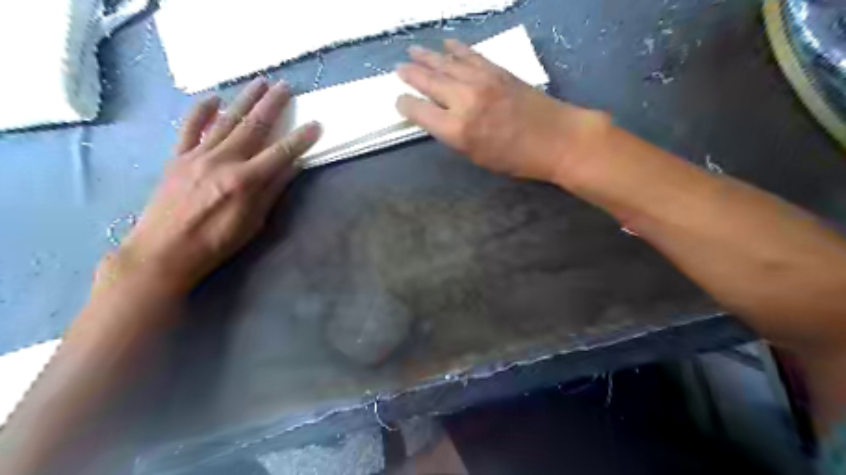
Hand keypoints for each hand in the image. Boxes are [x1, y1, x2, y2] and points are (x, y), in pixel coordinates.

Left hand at [99, 78, 321, 295]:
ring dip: (245, 100)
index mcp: (245, 181)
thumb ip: (272, 191)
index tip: (315, 125)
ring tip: (260, 82)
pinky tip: (213, 98)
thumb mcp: (253, 223)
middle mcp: (223, 161)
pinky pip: (190, 128)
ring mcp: (198, 156)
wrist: (163, 251)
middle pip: (254, 127)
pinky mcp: (178, 158)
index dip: (300, 139)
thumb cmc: (216, 243)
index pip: (281, 153)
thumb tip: (292, 167)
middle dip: (272, 105)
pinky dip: (201, 112)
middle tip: (287, 87)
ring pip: (227, 121)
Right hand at [397, 39, 608, 183]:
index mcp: (456, 130)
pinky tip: (447, 44)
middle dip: (411, 75)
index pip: (419, 112)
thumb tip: (440, 119)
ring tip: (413, 51)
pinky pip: (471, 56)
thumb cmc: (516, 159)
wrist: (557, 139)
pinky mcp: (497, 71)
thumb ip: (455, 136)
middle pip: (429, 82)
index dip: (405, 105)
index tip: (400, 101)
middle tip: (399, 69)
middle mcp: (463, 101)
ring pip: (446, 63)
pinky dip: (457, 49)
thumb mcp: (478, 157)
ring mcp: (481, 81)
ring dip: (427, 56)